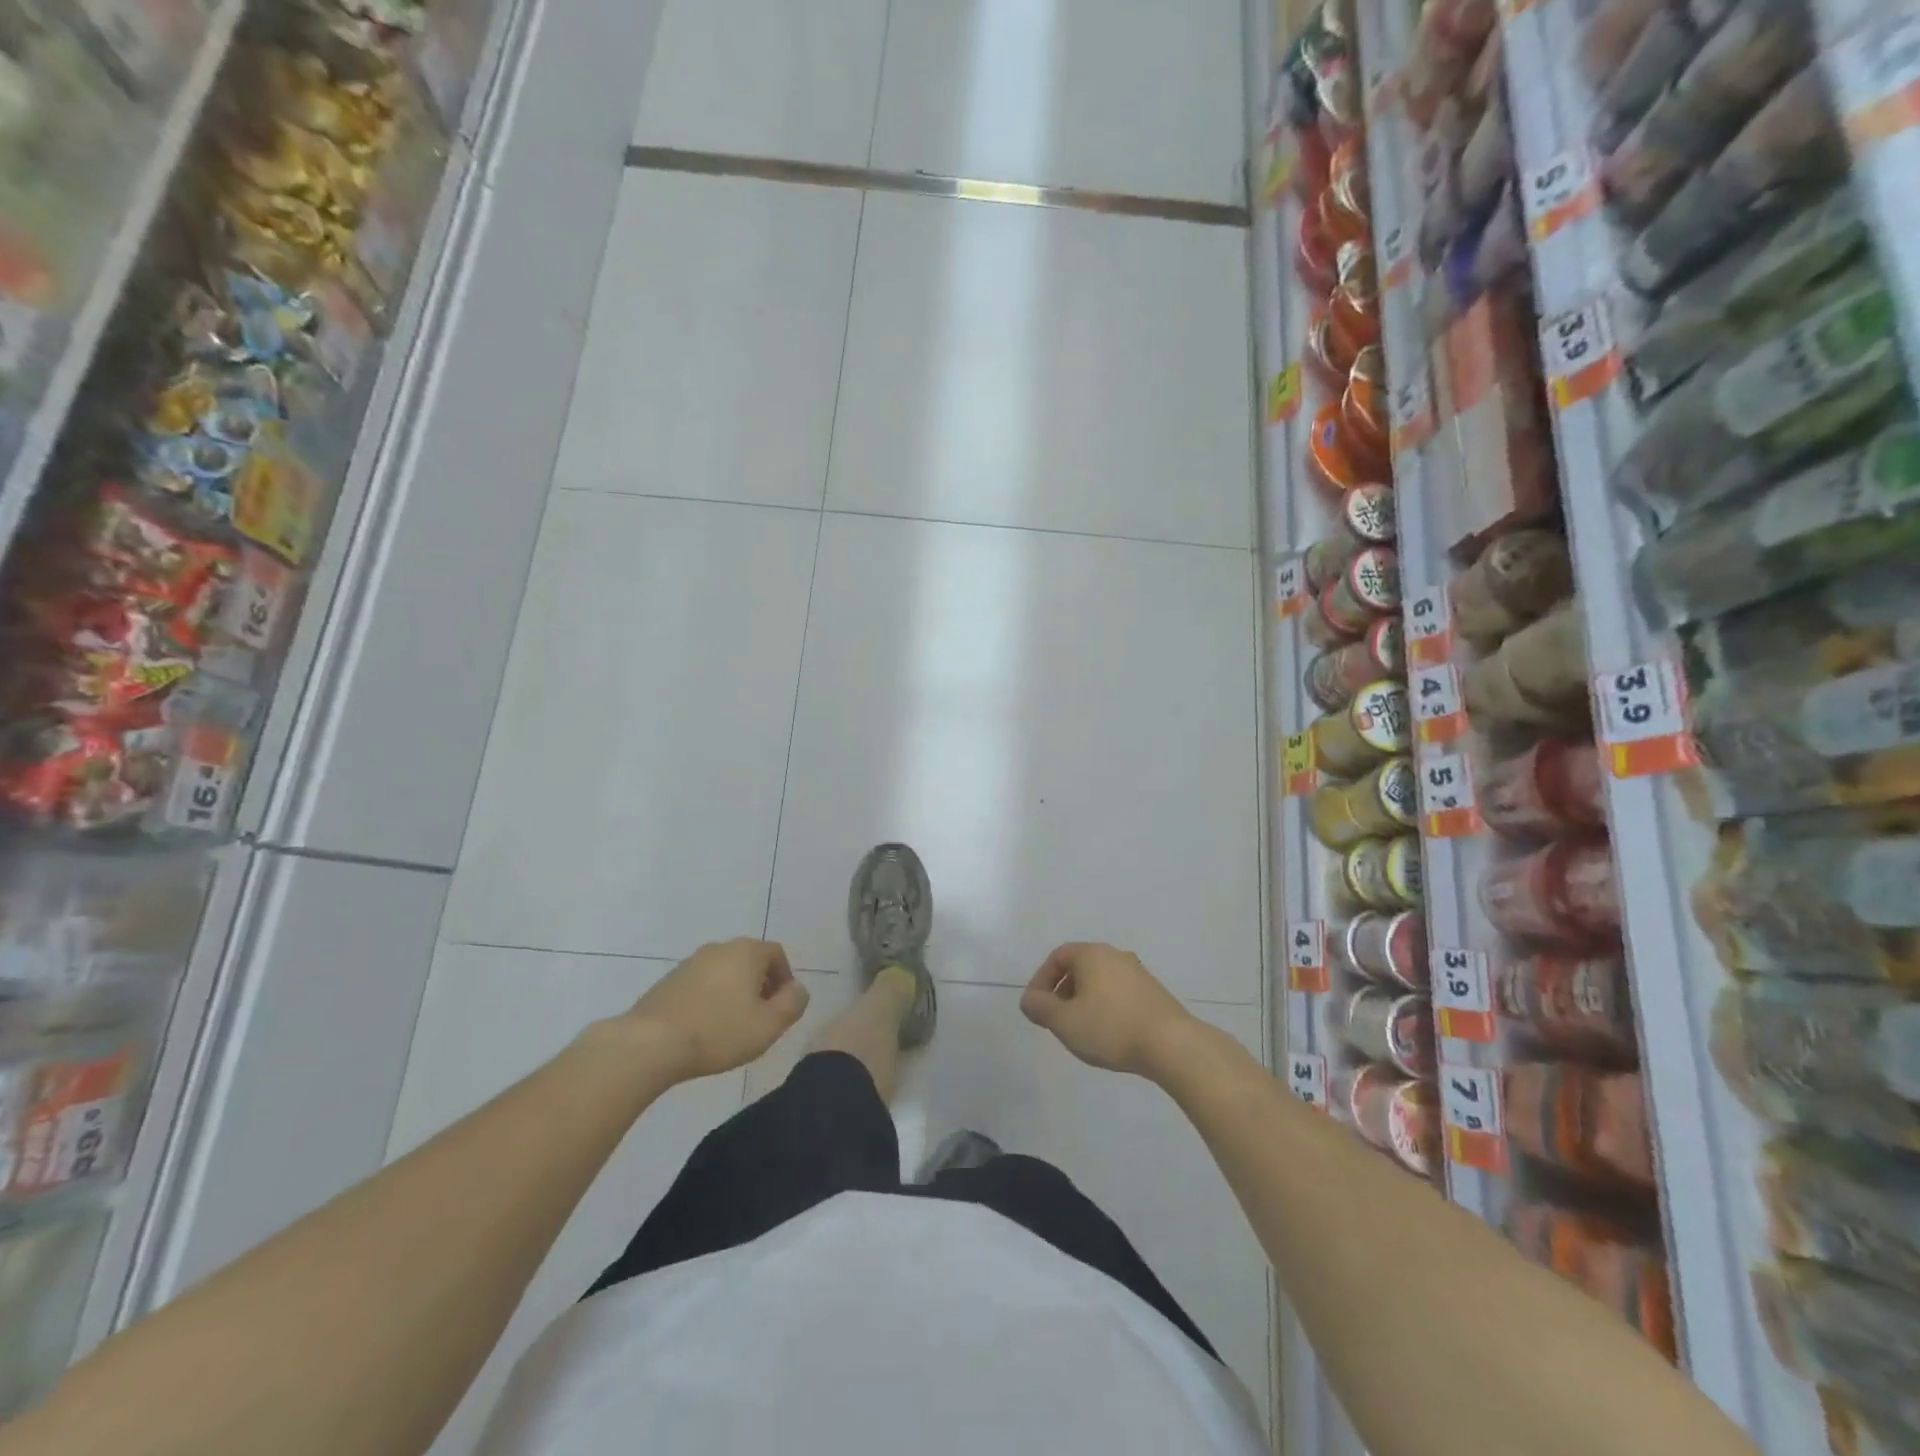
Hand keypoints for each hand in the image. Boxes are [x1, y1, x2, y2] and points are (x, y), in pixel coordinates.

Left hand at [621, 939, 808, 1080]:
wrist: (650, 1044)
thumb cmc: (719, 1032)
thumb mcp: (769, 1025)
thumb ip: (793, 1003)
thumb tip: (798, 989)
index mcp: (746, 951)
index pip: (777, 955)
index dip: (785, 980)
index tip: (781, 1008)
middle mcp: (719, 948)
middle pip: (750, 961)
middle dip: (760, 986)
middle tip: (760, 1018)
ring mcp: (690, 963)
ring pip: (724, 973)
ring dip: (733, 993)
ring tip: (731, 1027)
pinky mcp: (667, 981)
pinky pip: (701, 985)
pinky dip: (709, 1000)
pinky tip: (704, 1028)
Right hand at [1020, 943, 1196, 1077]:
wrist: (1172, 1045)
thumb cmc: (1111, 1028)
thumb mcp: (1064, 1022)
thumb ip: (1040, 1008)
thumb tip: (1029, 1000)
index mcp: (1092, 954)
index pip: (1057, 957)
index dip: (1041, 980)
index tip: (1036, 1008)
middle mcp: (1115, 955)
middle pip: (1079, 967)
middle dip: (1062, 992)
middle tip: (1056, 1020)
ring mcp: (1138, 973)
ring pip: (1100, 982)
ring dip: (1085, 1001)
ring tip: (1081, 1031)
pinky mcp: (1154, 992)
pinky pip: (1119, 994)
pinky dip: (1106, 1008)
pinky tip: (1109, 1034)